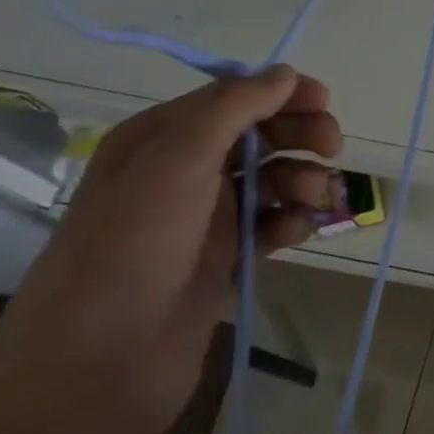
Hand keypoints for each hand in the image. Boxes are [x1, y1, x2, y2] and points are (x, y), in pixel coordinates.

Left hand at [0, 67, 343, 433]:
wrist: (102, 361)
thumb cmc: (133, 245)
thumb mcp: (177, 161)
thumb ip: (233, 109)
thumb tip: (285, 72)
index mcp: (161, 139)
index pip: (232, 98)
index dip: (280, 94)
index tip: (324, 101)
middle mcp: (184, 172)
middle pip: (260, 136)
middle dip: (300, 136)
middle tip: (332, 149)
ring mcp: (207, 217)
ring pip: (274, 180)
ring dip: (304, 181)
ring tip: (314, 200)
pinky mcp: (227, 258)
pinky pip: (274, 224)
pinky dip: (292, 222)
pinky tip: (295, 233)